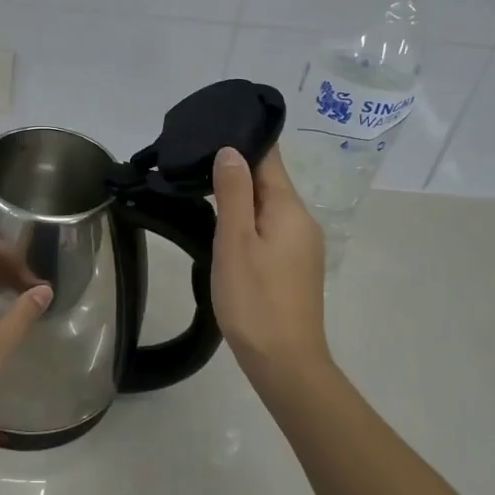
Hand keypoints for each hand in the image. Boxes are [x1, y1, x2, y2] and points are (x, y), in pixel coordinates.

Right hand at [211, 144, 329, 376]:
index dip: (242, 141)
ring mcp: (301, 244)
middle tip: (193, 161)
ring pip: (268, 205)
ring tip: (200, 188)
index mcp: (289, 208)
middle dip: (236, 168)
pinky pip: (270, 227)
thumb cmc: (254, 298)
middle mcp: (302, 220)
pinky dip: (248, 219)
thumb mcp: (235, 241)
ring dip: (240, 195)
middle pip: (269, 180)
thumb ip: (234, 192)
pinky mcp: (294, 265)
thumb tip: (231, 150)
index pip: (269, 157)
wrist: (285, 362)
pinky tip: (224, 226)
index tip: (210, 131)